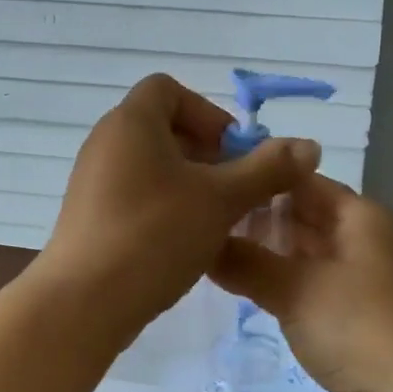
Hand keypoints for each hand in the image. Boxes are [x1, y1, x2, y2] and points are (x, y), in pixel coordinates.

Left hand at [35, 74, 321, 339]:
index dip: (207, 112)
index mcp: (131, 122)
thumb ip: (267, 169)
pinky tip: (184, 241)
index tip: (232, 152)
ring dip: (188, 182)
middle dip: (205, 153)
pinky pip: (133, 193)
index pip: (168, 89)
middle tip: (232, 189)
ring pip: (150, 164)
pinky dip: (163, 204)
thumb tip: (309, 145)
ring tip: (215, 218)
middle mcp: (106, 142)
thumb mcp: (221, 199)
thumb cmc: (155, 235)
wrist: (84, 302)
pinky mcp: (88, 215)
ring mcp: (92, 180)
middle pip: (162, 127)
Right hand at [208, 176, 392, 391]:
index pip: (299, 179)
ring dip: (275, 258)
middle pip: (306, 217)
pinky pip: (324, 289)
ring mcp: (375, 280)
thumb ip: (245, 262)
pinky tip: (263, 301)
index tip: (212, 188)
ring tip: (225, 263)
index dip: (257, 180)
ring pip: (313, 256)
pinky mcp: (374, 317)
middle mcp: (370, 239)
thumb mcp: (295, 291)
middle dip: (260, 221)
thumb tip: (200, 241)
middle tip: (207, 230)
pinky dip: (294, 289)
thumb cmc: (365, 331)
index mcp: (359, 216)